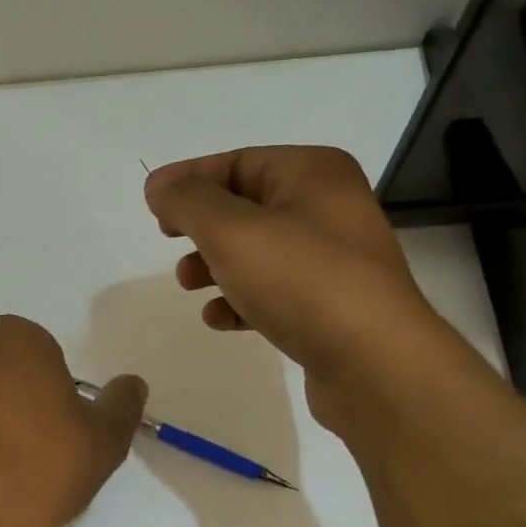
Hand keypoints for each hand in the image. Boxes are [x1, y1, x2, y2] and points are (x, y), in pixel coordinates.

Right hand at [143, 146, 436, 425]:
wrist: (375, 364)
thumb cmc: (302, 282)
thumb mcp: (233, 231)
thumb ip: (188, 202)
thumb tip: (159, 186)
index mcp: (313, 173)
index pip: (238, 162)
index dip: (190, 179)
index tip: (150, 204)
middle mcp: (328, 208)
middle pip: (246, 206)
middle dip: (202, 226)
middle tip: (168, 241)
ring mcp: (333, 260)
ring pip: (258, 252)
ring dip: (216, 265)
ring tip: (188, 285)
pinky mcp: (330, 306)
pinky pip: (274, 292)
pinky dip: (241, 300)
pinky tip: (220, 319)